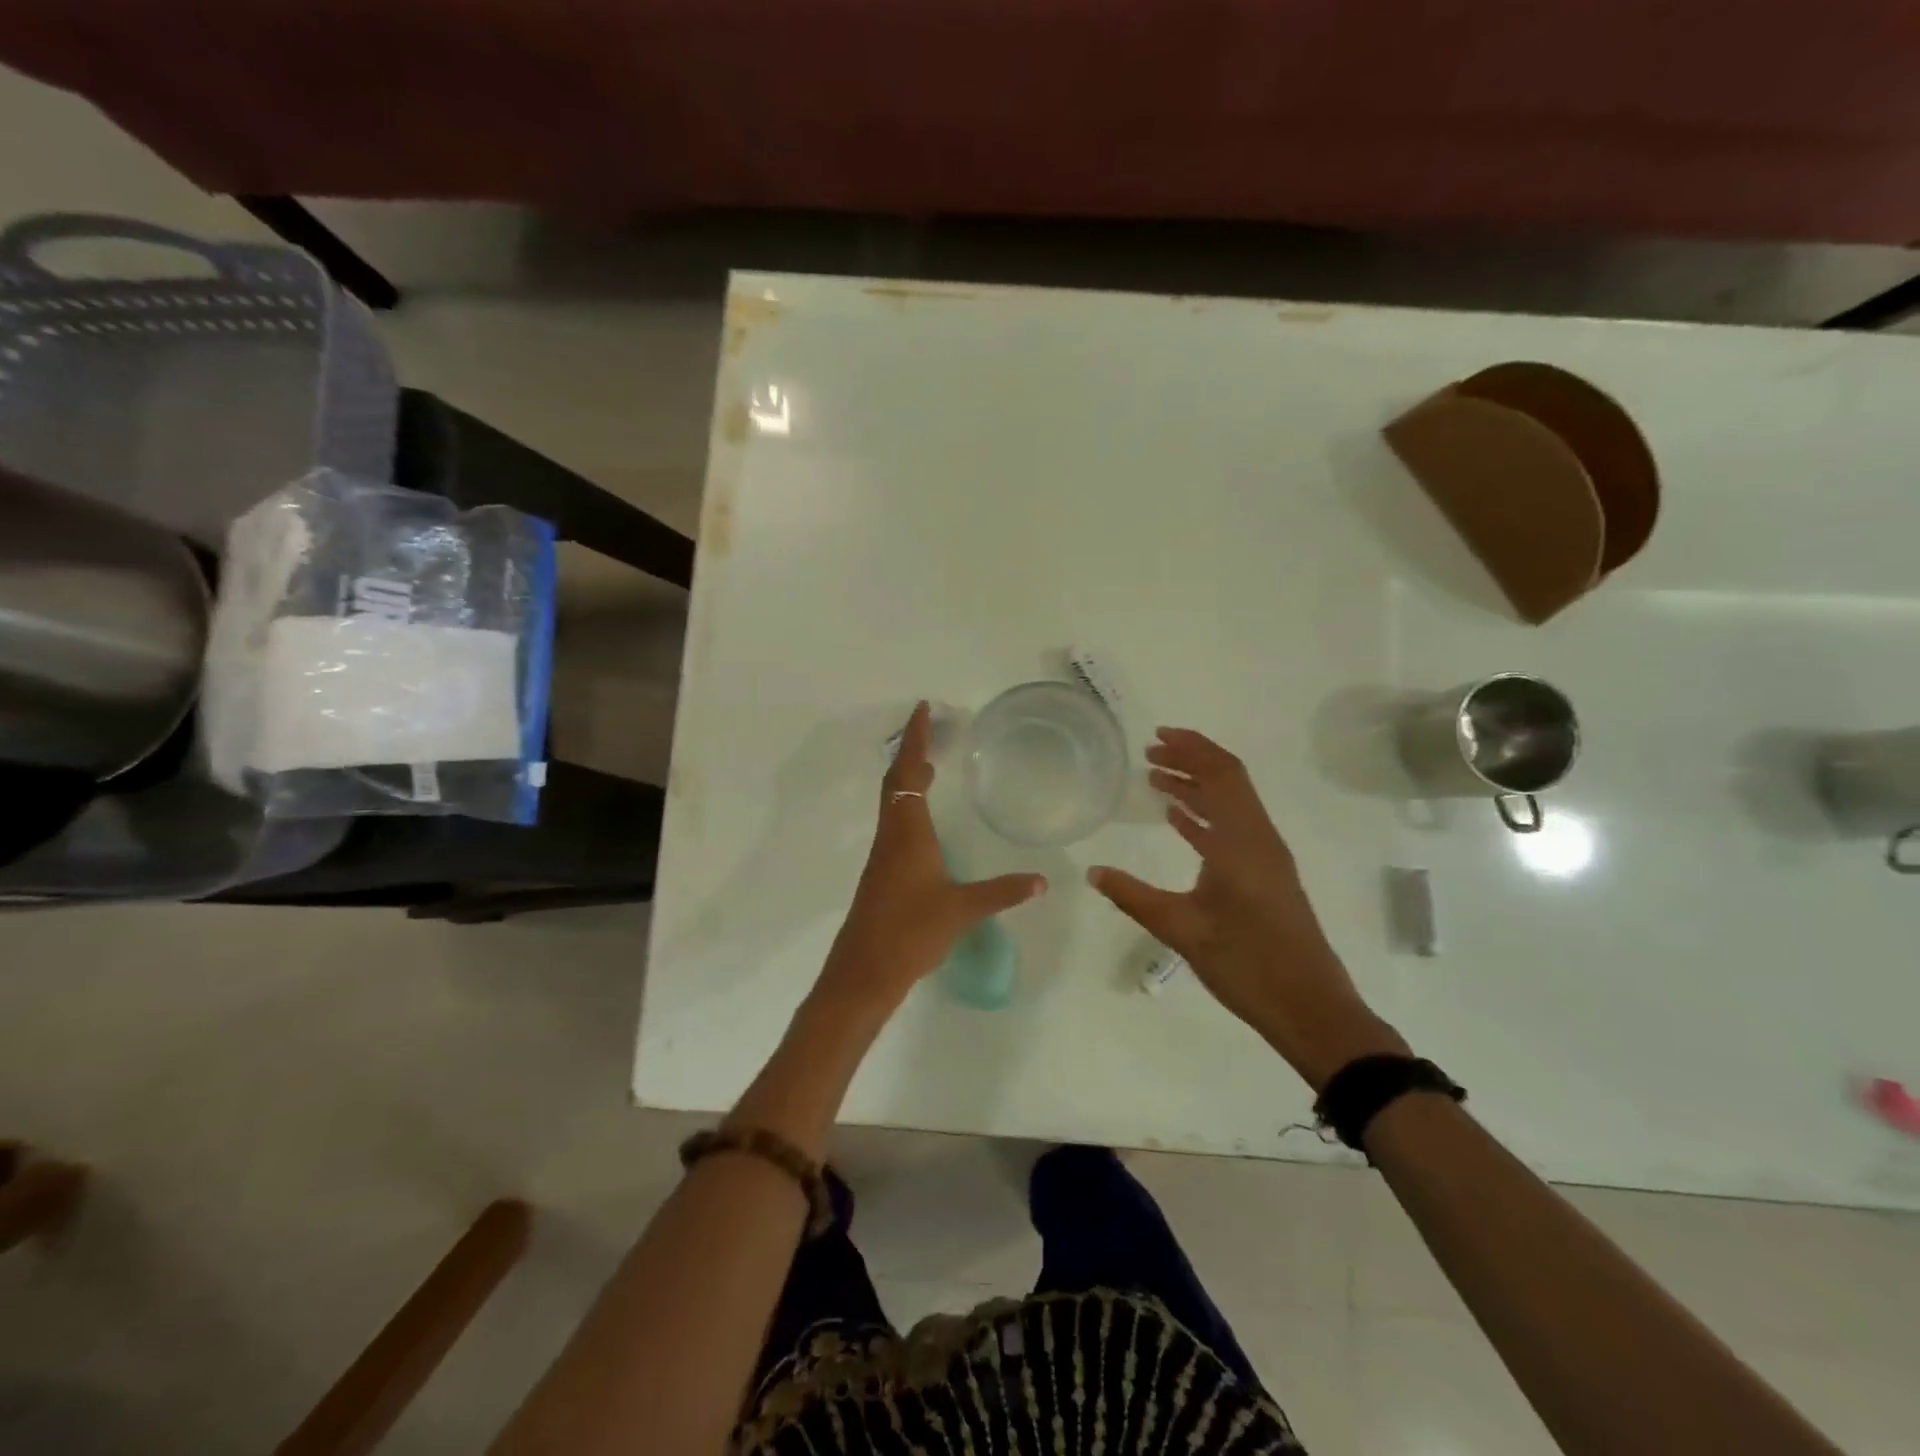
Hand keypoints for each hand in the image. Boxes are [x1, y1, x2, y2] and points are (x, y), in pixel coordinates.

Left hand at [811, 702, 1046, 1025]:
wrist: (864, 971)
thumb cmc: (910, 931)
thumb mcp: (961, 909)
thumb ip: (1002, 892)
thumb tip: (1042, 881)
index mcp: (907, 832)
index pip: (908, 773)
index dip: (914, 739)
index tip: (922, 710)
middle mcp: (891, 835)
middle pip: (895, 781)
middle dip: (910, 751)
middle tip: (932, 730)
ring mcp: (884, 854)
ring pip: (893, 803)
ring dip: (909, 778)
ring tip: (933, 768)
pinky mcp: (883, 873)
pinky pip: (896, 823)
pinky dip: (909, 805)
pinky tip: (927, 823)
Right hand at [1088, 727, 1405, 1089]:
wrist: (1310, 1008)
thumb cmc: (1246, 965)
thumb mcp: (1181, 930)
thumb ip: (1134, 896)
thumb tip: (1092, 871)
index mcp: (1241, 842)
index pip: (1219, 775)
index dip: (1190, 750)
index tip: (1156, 737)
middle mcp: (1259, 839)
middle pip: (1228, 780)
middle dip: (1192, 759)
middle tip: (1151, 752)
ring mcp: (1267, 857)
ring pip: (1232, 803)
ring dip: (1198, 785)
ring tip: (1158, 780)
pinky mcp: (1268, 876)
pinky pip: (1235, 828)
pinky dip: (1207, 814)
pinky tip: (1180, 820)